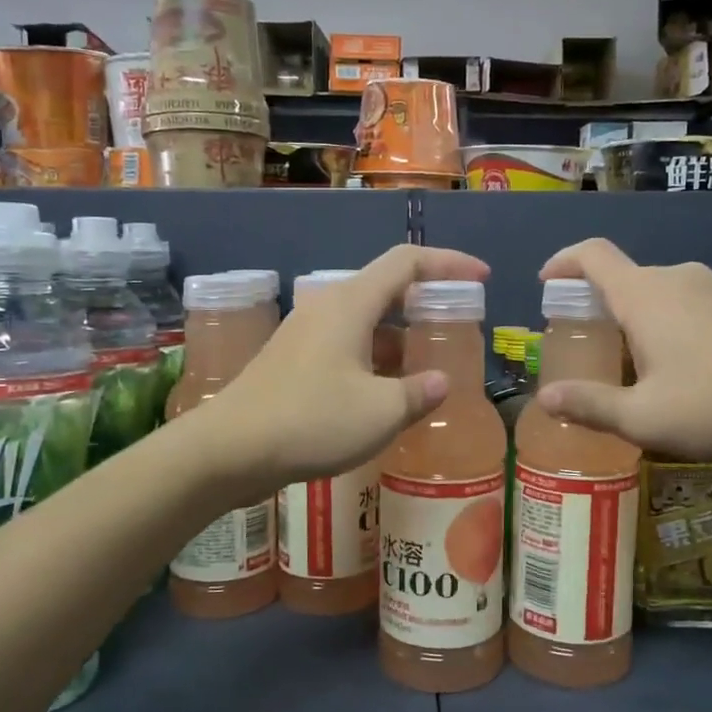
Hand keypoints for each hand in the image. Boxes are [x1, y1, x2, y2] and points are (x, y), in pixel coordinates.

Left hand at [208, 244, 488, 490]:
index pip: (407, 262)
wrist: (229, 450)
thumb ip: (417, 392)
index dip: (449, 263)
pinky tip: (384, 393)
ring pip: (364, 322)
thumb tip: (438, 382)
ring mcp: (305, 333)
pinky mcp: (291, 360)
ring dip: (398, 338)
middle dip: (425, 304)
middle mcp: (326, 307)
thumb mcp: (380, 412)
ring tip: (426, 367)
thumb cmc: (311, 421)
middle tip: (455, 327)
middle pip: (385, 289)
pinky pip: (344, 345)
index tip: (481, 277)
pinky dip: (373, 358)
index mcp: (350, 303)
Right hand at [535, 238, 711, 458]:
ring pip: (657, 296)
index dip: (563, 262)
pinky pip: (687, 308)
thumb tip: (545, 398)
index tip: (546, 283)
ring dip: (634, 322)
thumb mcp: (644, 417)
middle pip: (623, 279)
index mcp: (642, 295)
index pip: (591, 255)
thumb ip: (591, 406)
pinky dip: (666, 329)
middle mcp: (675, 280)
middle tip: (586, 346)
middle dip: (596, 306)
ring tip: (631, 370)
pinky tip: (682, 374)